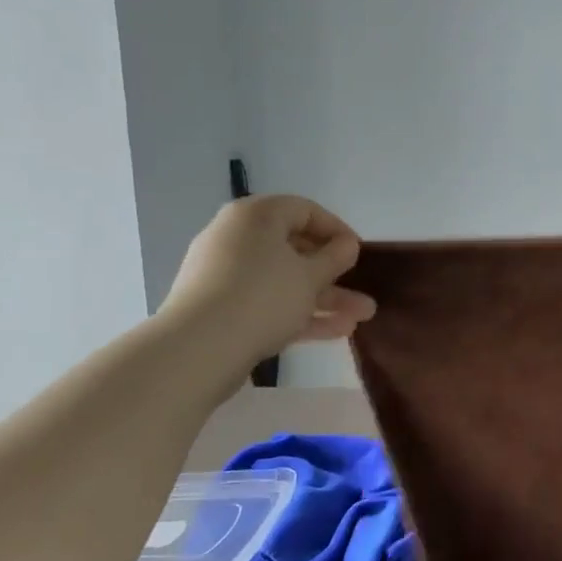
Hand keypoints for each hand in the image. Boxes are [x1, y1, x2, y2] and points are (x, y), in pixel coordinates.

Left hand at [160, 195, 375, 365]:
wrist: (198, 349)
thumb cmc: (263, 297)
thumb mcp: (310, 275)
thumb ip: (335, 257)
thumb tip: (346, 245)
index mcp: (256, 217)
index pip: (305, 210)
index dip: (337, 230)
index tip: (358, 253)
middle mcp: (237, 238)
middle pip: (295, 249)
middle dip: (335, 274)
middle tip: (363, 290)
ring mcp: (226, 275)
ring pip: (285, 280)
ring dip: (324, 298)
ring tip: (360, 318)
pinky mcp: (222, 308)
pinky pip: (268, 302)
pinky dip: (299, 313)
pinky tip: (336, 332)